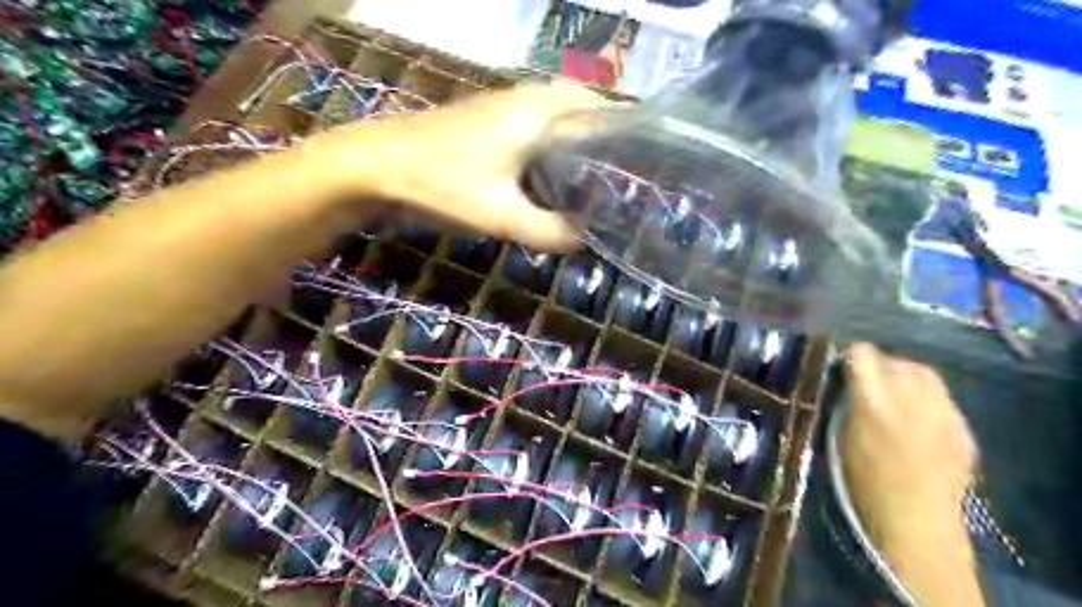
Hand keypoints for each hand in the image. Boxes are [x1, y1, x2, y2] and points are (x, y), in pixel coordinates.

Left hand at [311, 80, 606, 250]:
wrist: (376, 165)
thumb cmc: (441, 183)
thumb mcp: (501, 215)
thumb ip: (548, 230)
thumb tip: (584, 240)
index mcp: (539, 113)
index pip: (601, 109)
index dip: (628, 130)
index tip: (649, 158)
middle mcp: (527, 99)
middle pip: (583, 105)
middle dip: (607, 132)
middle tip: (624, 169)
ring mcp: (504, 106)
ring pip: (558, 112)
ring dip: (580, 134)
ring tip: (599, 171)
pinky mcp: (488, 120)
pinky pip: (536, 122)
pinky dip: (555, 139)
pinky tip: (554, 170)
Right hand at [844, 345, 981, 540]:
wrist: (914, 520)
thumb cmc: (860, 480)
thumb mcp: (837, 434)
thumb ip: (843, 401)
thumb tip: (844, 381)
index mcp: (872, 398)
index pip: (860, 352)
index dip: (849, 358)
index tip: (842, 369)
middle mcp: (910, 395)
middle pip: (895, 360)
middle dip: (879, 367)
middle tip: (868, 386)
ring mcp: (943, 410)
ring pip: (924, 374)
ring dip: (906, 379)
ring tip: (896, 397)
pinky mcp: (964, 427)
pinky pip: (942, 400)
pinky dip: (927, 402)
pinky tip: (918, 423)